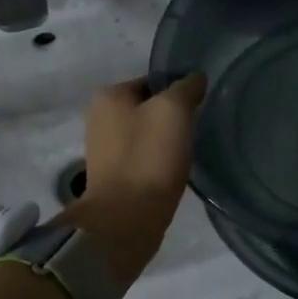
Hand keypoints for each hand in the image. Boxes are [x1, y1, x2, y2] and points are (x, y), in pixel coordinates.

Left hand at [64, 74, 207, 284]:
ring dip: (167, 142)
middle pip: (149, 108)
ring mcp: (104, 150)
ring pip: (147, 135)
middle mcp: (99, 118)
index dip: (178, 91)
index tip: (198, 107)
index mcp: (108, 96)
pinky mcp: (113, 177)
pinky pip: (143, 159)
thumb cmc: (149, 158)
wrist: (126, 220)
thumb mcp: (174, 110)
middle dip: (172, 118)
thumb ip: (186, 88)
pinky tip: (173, 171)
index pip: (153, 81)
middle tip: (195, 130)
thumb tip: (195, 78)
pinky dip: (159, 162)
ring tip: (187, 152)